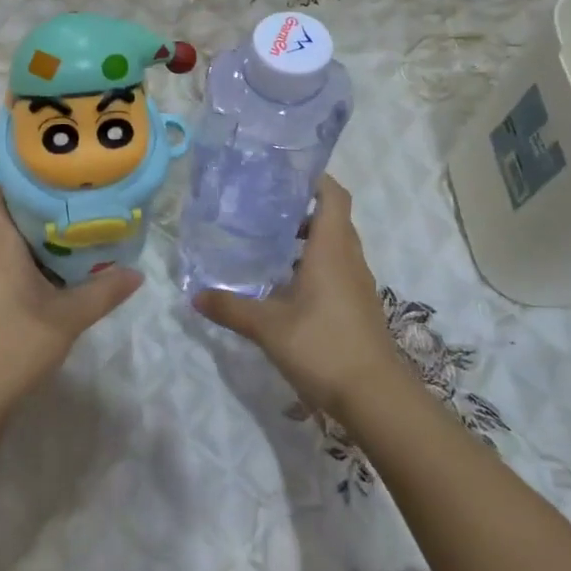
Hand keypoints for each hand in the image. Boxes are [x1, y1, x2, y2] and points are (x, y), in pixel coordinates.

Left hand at [0, 186, 141, 434]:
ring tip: (66, 220)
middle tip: (71, 192)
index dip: (17, 171)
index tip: (53, 166)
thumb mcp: (67, 318)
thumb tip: (137, 272)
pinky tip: (48, 261)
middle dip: (30, 196)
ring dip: (25, 224)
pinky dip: (17, 248)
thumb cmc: (14, 345)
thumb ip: (103, 291)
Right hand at [193, 177, 403, 416]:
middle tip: (263, 208)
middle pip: (332, 218)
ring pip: (335, 246)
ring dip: (307, 239)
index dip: (315, 178)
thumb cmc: (323, 346)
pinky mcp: (357, 306)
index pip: (333, 196)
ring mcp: (357, 284)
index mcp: (331, 249)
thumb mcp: (268, 327)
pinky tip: (285, 285)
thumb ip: (231, 307)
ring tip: (268, 244)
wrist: (375, 397)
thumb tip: (195, 295)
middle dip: (302, 209)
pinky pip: (336, 270)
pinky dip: (314, 265)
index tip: (284, 174)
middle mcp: (349, 259)